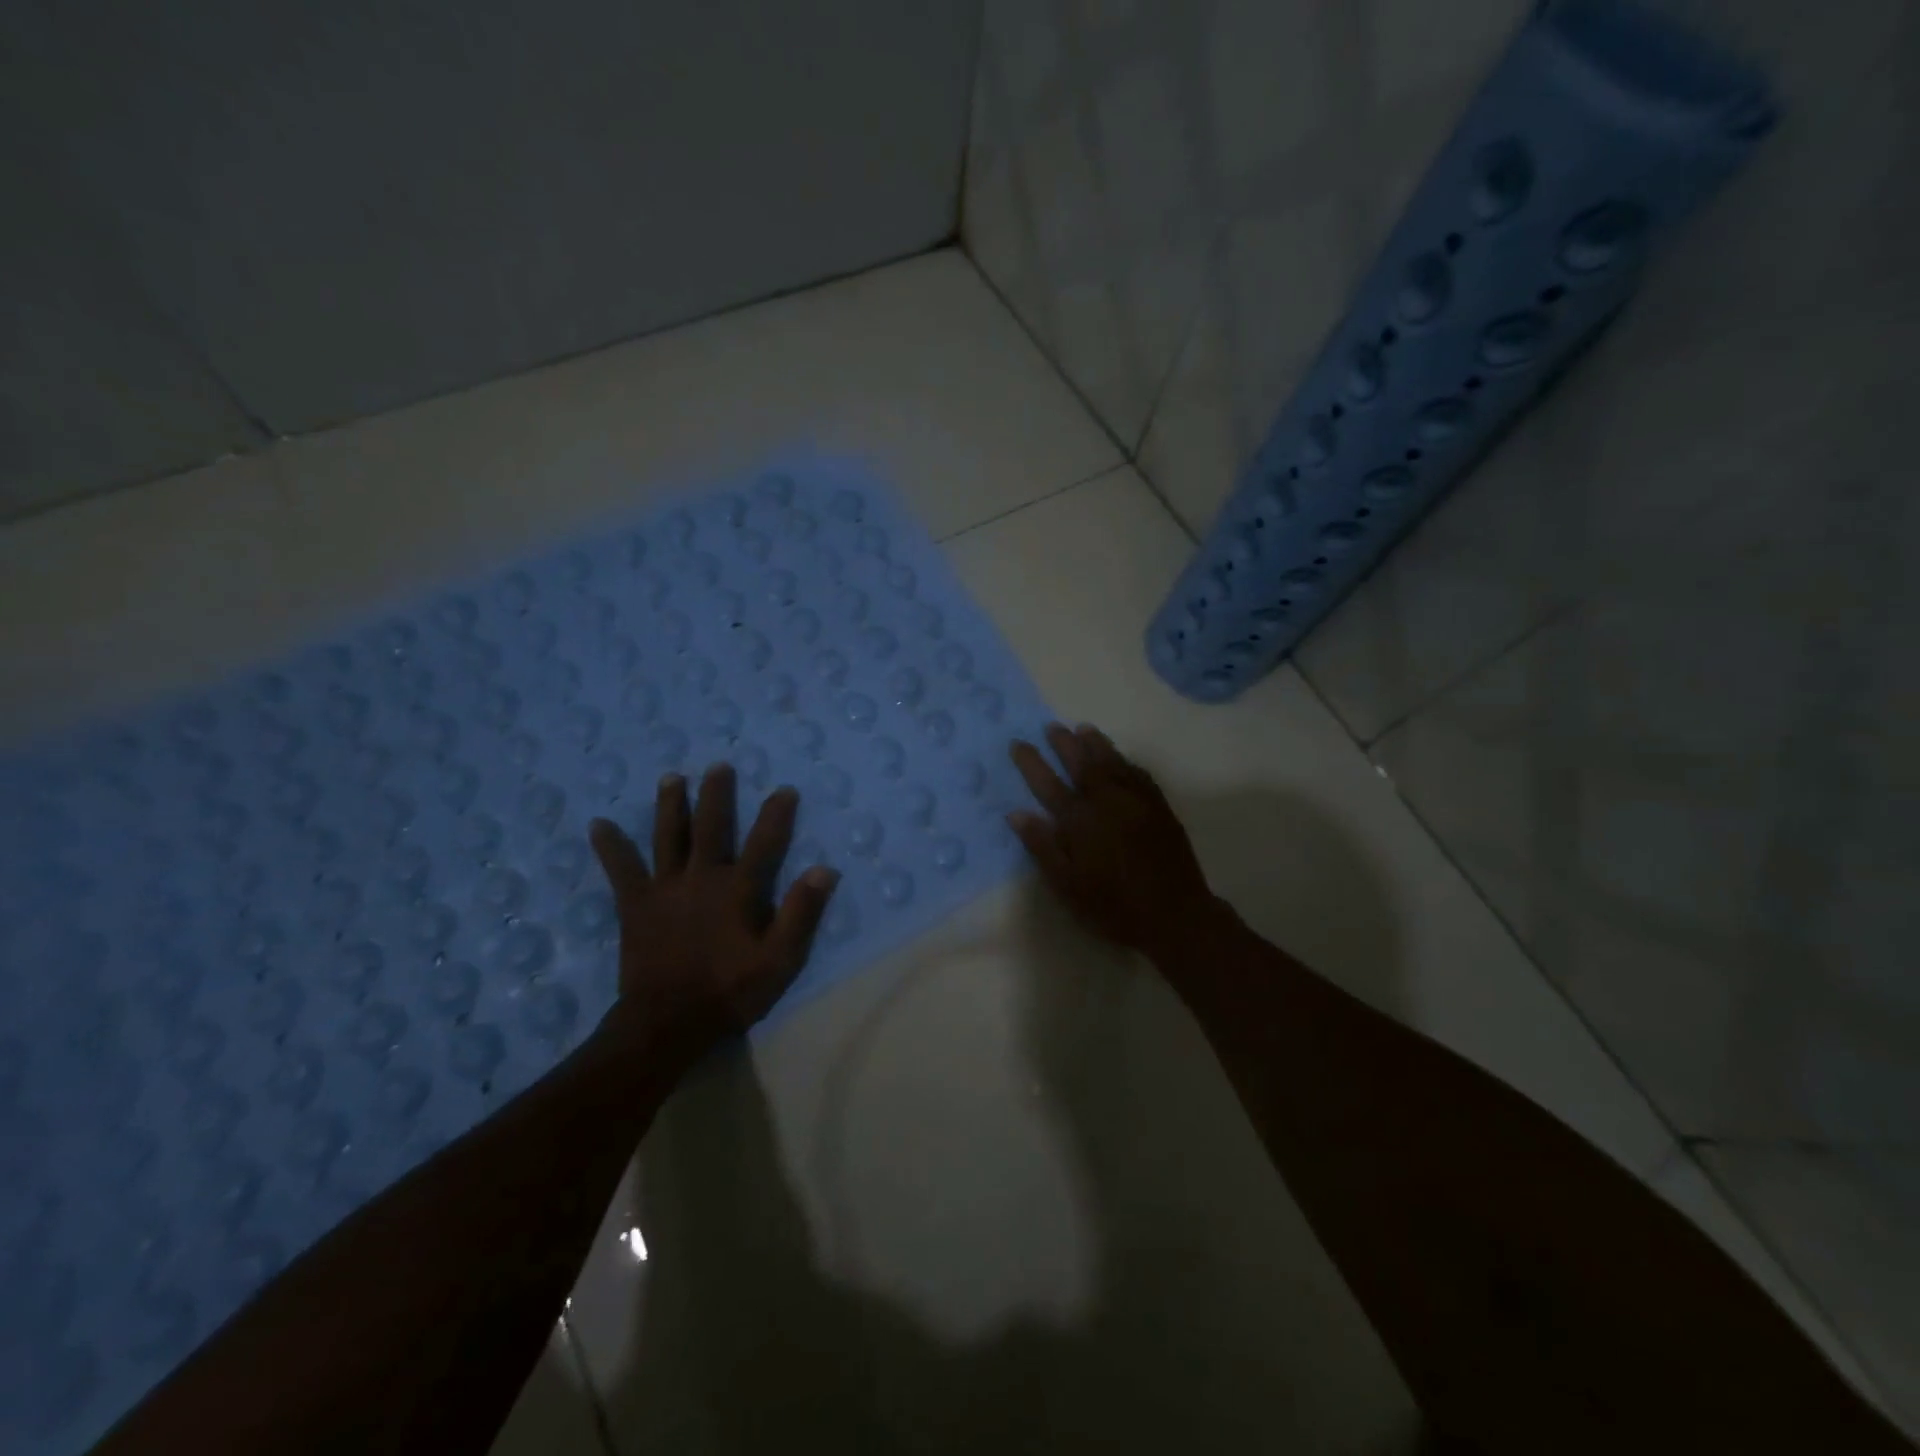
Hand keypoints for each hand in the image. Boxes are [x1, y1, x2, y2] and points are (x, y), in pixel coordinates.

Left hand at [589, 765, 838, 1059]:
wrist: (667, 1022)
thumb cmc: (729, 991)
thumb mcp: (780, 959)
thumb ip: (801, 913)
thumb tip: (824, 869)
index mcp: (738, 889)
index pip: (764, 842)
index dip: (776, 814)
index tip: (784, 789)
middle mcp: (701, 877)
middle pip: (710, 826)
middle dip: (717, 795)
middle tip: (719, 766)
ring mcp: (665, 888)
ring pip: (667, 837)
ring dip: (669, 805)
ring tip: (671, 777)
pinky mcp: (635, 905)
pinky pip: (621, 869)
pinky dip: (610, 847)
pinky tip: (598, 825)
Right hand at [1007, 723, 1219, 958]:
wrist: (1174, 913)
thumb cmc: (1113, 906)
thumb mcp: (1067, 885)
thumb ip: (1042, 847)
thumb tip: (1017, 813)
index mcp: (1079, 820)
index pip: (1047, 783)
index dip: (1031, 762)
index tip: (1018, 743)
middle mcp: (1106, 801)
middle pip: (1081, 764)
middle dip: (1064, 743)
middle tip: (1052, 726)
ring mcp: (1136, 800)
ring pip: (1112, 762)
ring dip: (1096, 744)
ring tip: (1083, 729)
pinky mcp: (1159, 807)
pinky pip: (1138, 773)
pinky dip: (1125, 761)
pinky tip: (1120, 758)